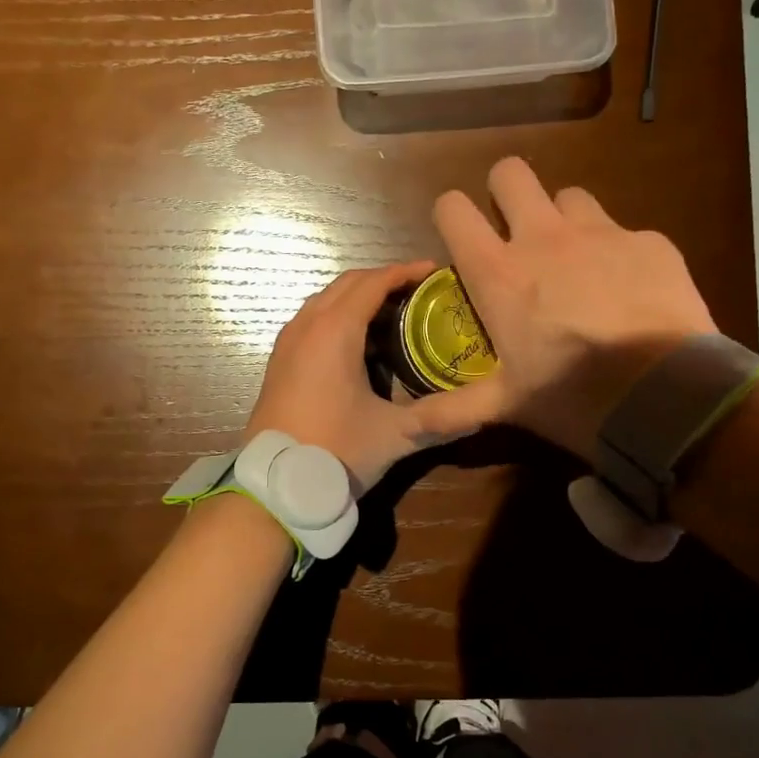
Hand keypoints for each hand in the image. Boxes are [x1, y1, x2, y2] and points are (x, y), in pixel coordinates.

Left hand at [247, 262, 502, 495]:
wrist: (274, 486)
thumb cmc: (335, 451)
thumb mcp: (394, 435)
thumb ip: (440, 420)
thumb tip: (484, 412)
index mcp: (335, 331)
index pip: (374, 282)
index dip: (406, 272)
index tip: (435, 271)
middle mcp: (308, 325)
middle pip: (348, 283)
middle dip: (384, 280)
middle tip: (420, 292)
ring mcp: (288, 342)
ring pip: (327, 301)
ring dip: (359, 298)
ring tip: (395, 314)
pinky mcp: (280, 361)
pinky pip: (312, 320)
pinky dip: (339, 316)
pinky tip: (361, 344)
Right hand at [432, 157, 715, 461]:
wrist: (666, 397)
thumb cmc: (571, 397)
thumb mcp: (507, 404)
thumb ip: (453, 409)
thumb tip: (405, 429)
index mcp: (499, 272)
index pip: (452, 208)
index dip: (451, 215)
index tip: (460, 237)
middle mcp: (544, 238)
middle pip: (511, 172)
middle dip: (506, 191)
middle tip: (515, 229)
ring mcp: (601, 233)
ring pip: (570, 196)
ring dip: (564, 219)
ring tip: (576, 260)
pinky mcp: (650, 242)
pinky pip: (625, 231)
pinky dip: (619, 252)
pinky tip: (631, 290)